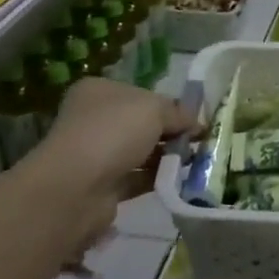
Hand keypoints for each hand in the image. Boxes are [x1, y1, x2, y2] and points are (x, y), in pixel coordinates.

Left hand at [25, 79, 197, 259]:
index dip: (169, 105)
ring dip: (166, 157)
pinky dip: (157, 179)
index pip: (140, 94)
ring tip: (196, 162)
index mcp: (99, 91)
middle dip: (170, 132)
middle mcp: (93, 119)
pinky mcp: (101, 185)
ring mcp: (95, 154)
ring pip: (139, 152)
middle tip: (201, 142)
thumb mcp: (154, 109)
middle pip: (141, 124)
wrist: (76, 187)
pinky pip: (136, 178)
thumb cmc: (113, 132)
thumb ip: (178, 113)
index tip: (196, 118)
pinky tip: (180, 181)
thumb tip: (197, 123)